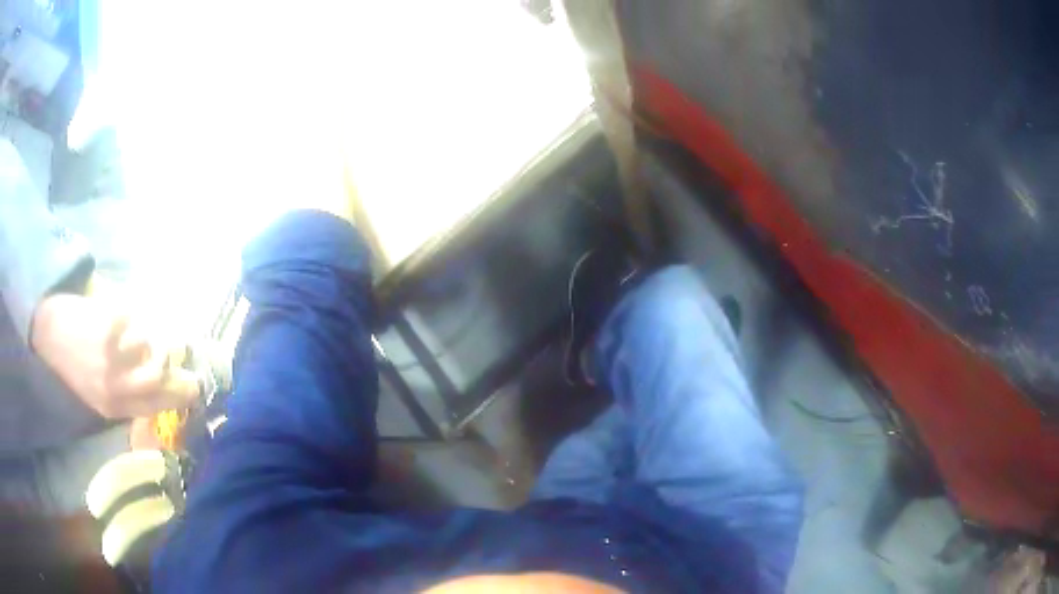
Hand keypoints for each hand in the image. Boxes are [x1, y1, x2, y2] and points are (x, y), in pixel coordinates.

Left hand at [30, 294, 199, 417]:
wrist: (48, 332)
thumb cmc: (72, 365)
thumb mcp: (97, 394)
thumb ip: (125, 395)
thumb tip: (160, 386)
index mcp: (113, 406)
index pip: (155, 406)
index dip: (179, 396)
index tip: (194, 387)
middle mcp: (115, 386)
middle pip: (157, 377)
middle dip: (169, 363)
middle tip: (173, 351)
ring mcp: (111, 354)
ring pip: (147, 343)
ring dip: (145, 332)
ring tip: (133, 327)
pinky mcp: (108, 323)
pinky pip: (135, 317)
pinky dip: (132, 311)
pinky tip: (119, 310)